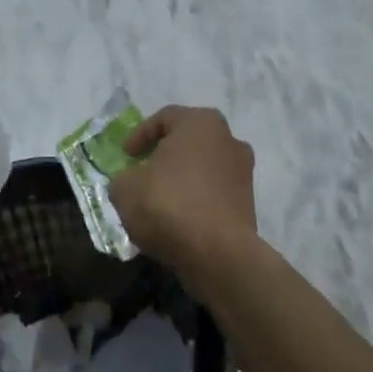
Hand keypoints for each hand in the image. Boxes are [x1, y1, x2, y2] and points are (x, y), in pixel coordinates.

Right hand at [109, 106, 259, 277]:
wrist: (217, 253)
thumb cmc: (168, 204)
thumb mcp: (125, 188)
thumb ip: (124, 177)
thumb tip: (131, 182)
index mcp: (200, 123)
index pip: (164, 118)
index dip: (139, 135)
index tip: (125, 155)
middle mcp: (228, 139)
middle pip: (188, 141)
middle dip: (164, 155)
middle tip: (143, 171)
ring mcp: (243, 172)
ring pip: (203, 168)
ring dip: (182, 179)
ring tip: (159, 199)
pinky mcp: (248, 204)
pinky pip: (213, 193)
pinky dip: (196, 200)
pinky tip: (178, 218)